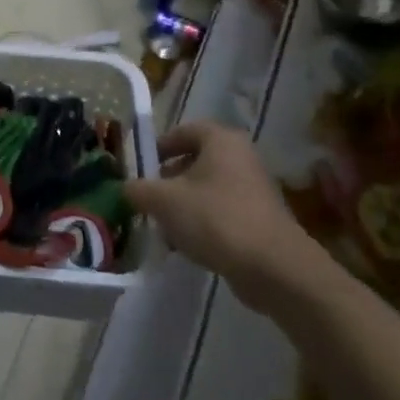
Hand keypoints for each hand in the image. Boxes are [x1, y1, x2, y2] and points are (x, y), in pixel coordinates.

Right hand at [125, 122, 318, 312]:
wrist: (274, 268)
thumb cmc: (215, 219)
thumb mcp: (163, 201)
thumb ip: (137, 189)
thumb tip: (125, 188)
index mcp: (220, 140)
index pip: (183, 131)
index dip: (158, 147)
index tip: (141, 169)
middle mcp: (241, 157)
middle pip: (194, 161)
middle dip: (168, 180)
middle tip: (148, 199)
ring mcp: (254, 189)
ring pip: (207, 189)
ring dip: (183, 205)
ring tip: (164, 227)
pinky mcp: (260, 219)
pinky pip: (222, 212)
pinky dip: (202, 223)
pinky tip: (187, 245)